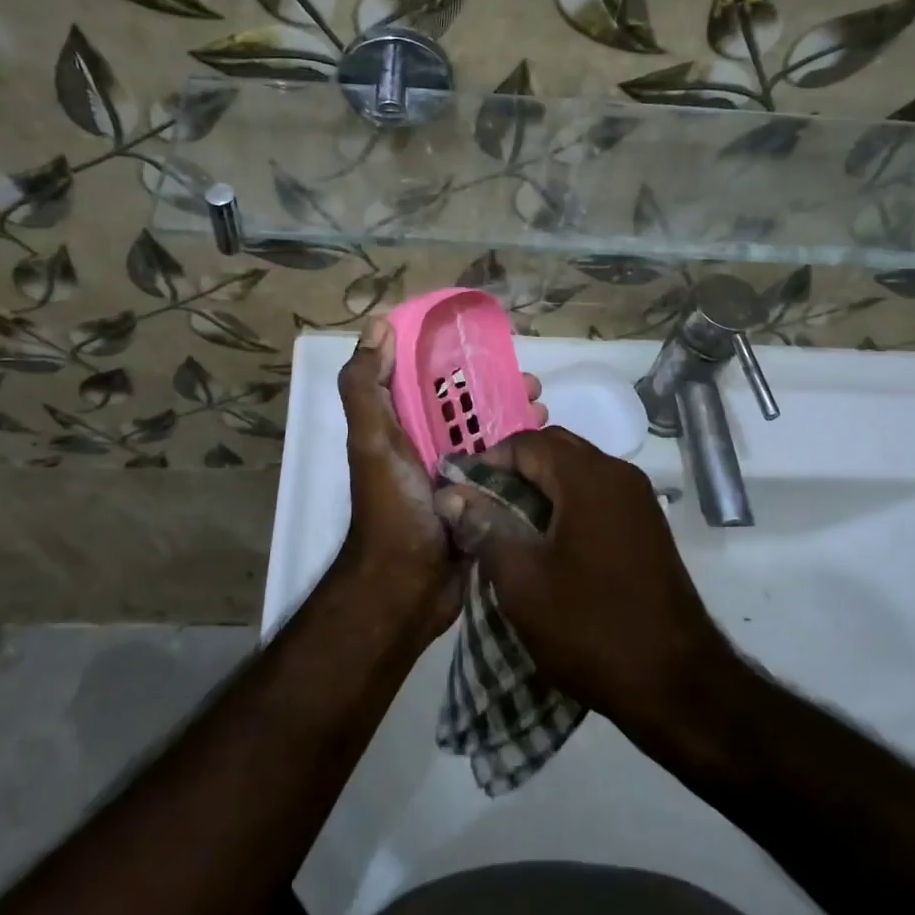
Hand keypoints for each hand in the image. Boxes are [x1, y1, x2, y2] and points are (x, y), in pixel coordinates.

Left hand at [336, 319, 544, 648]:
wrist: (407, 588)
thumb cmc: (392, 506)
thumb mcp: (371, 440)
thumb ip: (366, 386)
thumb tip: (377, 326)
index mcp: (400, 425)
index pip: (427, 377)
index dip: (454, 356)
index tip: (489, 344)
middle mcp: (426, 444)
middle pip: (466, 404)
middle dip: (498, 387)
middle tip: (532, 384)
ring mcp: (456, 473)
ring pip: (490, 433)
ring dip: (517, 417)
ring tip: (544, 411)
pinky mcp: (479, 499)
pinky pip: (504, 466)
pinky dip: (524, 452)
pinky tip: (548, 446)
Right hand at [435, 427, 731, 734]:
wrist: (676, 683)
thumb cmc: (590, 628)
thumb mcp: (522, 581)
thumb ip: (485, 527)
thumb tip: (452, 495)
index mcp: (588, 477)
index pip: (526, 443)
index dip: (487, 462)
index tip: (460, 495)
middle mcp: (619, 474)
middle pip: (555, 449)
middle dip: (514, 471)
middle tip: (481, 508)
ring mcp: (638, 499)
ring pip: (577, 471)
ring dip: (540, 488)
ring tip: (508, 526)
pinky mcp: (647, 525)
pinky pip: (597, 495)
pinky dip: (567, 504)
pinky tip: (547, 543)